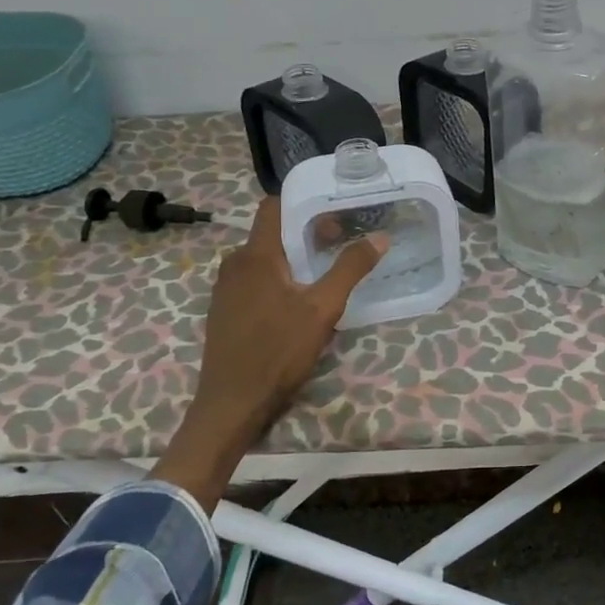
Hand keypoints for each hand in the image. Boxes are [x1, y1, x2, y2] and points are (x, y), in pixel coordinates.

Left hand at [152, 197, 383, 506]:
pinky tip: (298, 301)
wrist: (232, 402)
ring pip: (264, 259)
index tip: (334, 208)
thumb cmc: (278, 351)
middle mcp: (235, 264)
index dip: (303, 201)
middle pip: (272, 233)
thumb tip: (380, 237)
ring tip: (325, 271)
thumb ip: (350, 269)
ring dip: (293, 258)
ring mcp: (226, 288)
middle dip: (306, 232)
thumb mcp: (323, 309)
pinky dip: (278, 279)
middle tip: (340, 242)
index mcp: (256, 255)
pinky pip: (254, 280)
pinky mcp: (225, 310)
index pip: (274, 206)